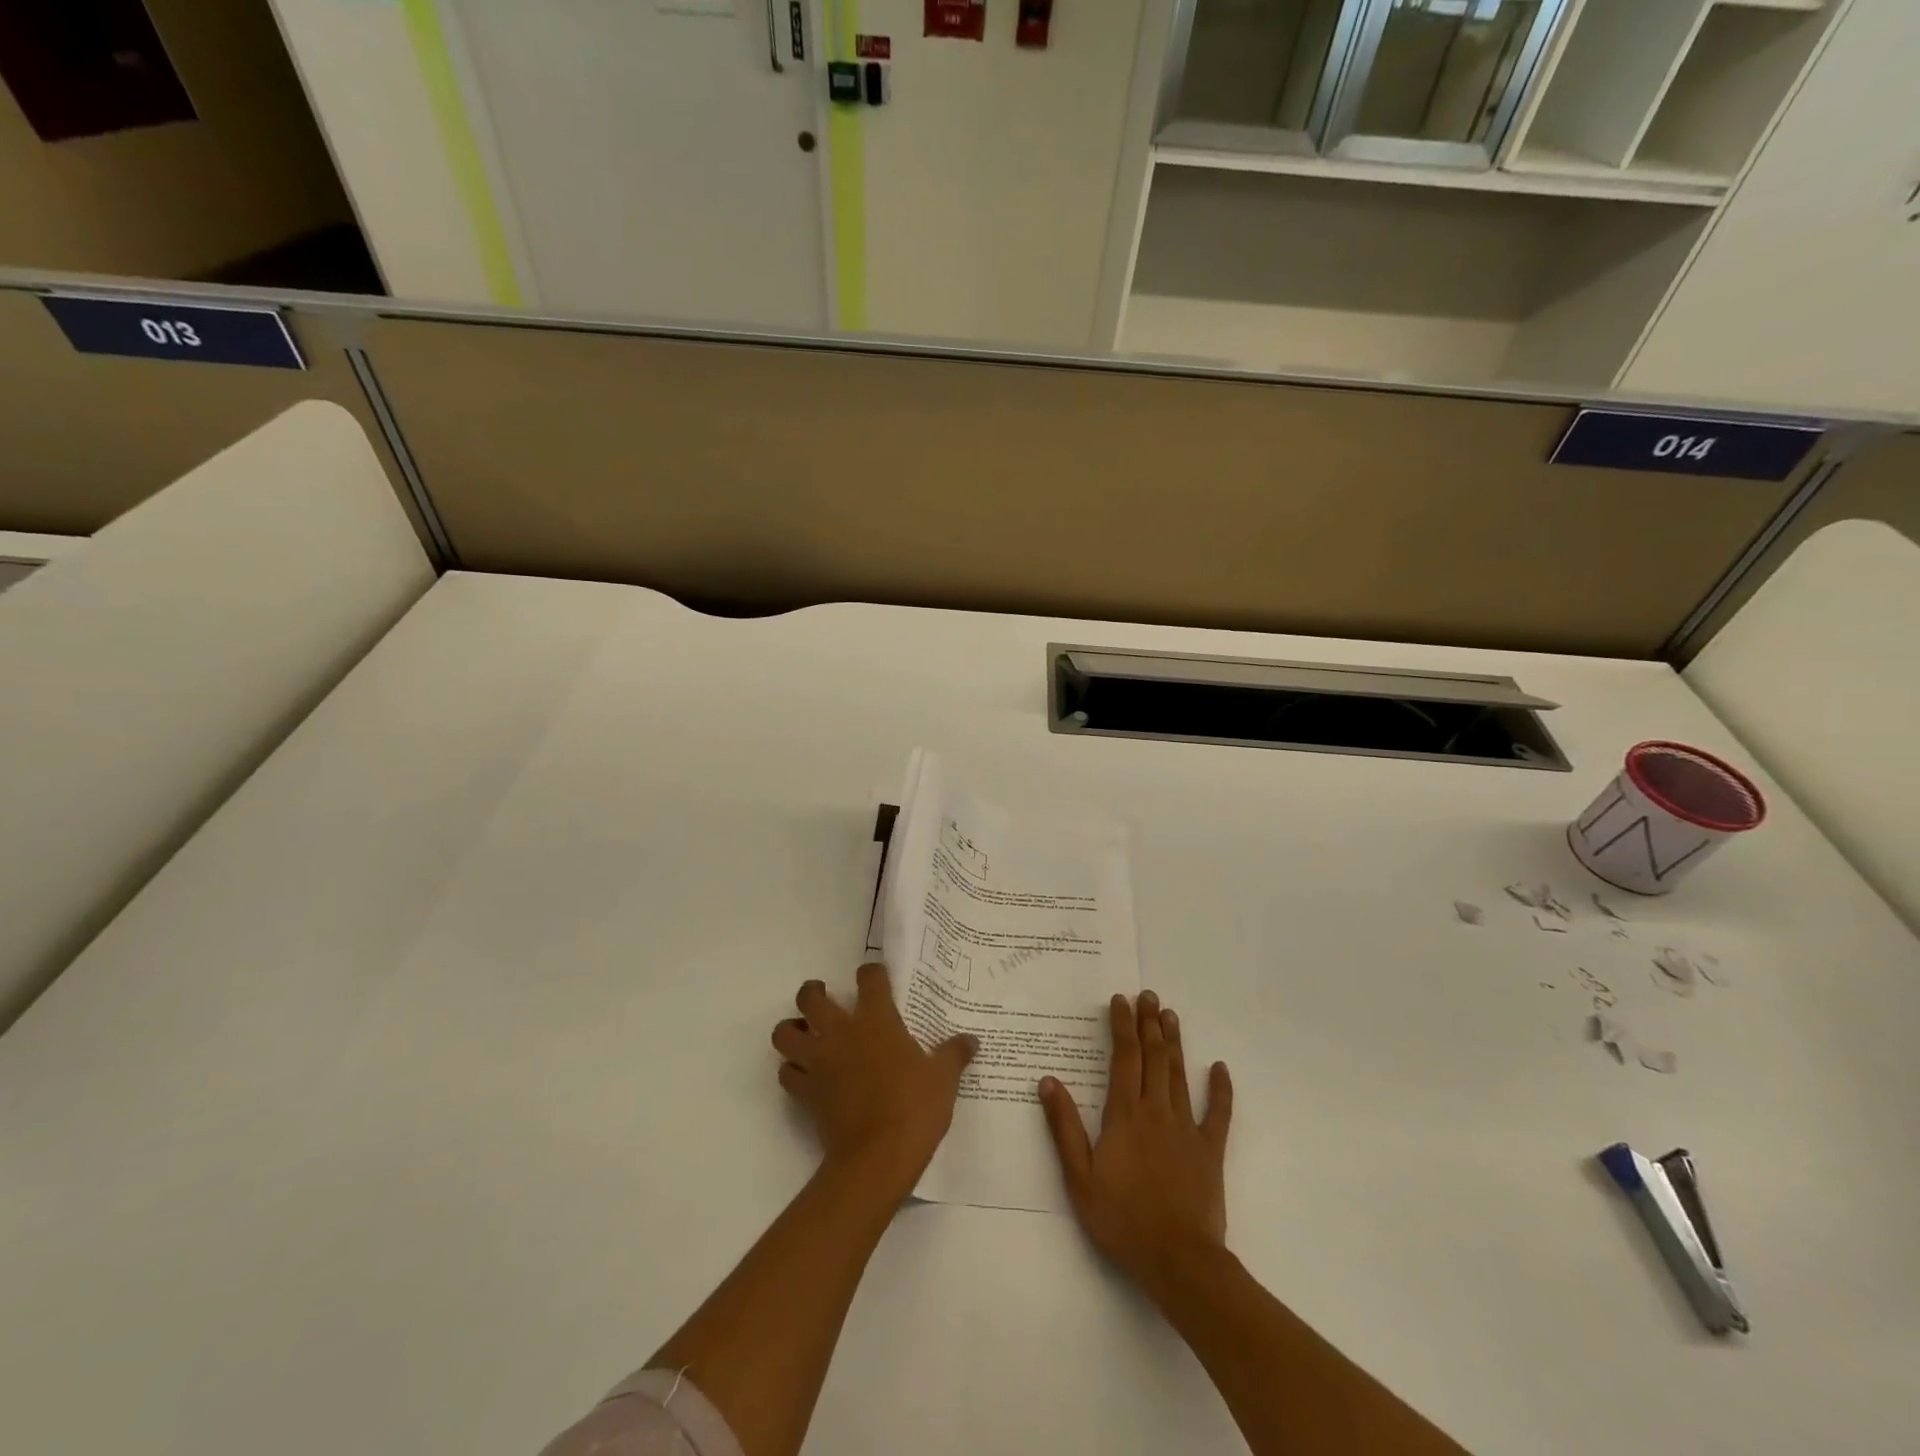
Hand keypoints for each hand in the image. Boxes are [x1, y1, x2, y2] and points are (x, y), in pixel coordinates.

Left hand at [773, 963, 976, 1198]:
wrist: (877, 1158)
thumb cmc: (914, 1108)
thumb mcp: (943, 1079)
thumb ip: (954, 1054)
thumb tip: (972, 1040)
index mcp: (877, 1019)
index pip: (869, 978)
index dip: (871, 973)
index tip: (876, 978)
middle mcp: (841, 1032)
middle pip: (810, 998)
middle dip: (812, 993)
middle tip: (824, 998)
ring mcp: (818, 1061)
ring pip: (785, 1033)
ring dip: (791, 1030)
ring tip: (805, 1034)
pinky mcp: (805, 1092)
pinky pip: (786, 1073)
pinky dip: (792, 1070)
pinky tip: (806, 1075)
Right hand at [1039, 991, 1232, 1298]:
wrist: (1178, 1261)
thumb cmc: (1122, 1219)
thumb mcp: (1080, 1177)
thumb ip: (1065, 1126)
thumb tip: (1048, 1080)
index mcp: (1124, 1115)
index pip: (1124, 1058)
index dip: (1122, 1026)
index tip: (1120, 1000)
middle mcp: (1156, 1111)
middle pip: (1153, 1057)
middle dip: (1149, 1023)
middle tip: (1148, 995)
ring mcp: (1186, 1129)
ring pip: (1179, 1075)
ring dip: (1174, 1043)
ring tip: (1171, 1015)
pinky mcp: (1210, 1150)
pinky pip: (1218, 1114)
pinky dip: (1220, 1089)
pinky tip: (1220, 1068)